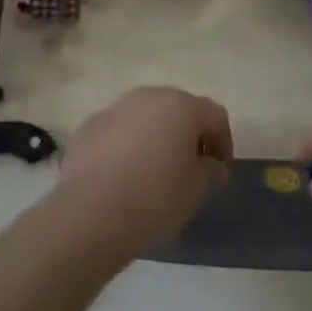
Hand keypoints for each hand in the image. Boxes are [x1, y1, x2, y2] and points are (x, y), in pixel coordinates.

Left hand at [53, 88, 231, 256]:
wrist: (91, 214)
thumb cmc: (155, 198)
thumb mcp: (196, 189)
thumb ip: (209, 170)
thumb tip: (210, 163)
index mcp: (181, 106)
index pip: (214, 116)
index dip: (223, 141)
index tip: (220, 171)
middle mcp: (148, 97)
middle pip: (178, 109)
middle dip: (188, 134)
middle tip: (191, 166)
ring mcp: (115, 108)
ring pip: (145, 117)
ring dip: (156, 136)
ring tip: (155, 170)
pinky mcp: (88, 126)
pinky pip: (118, 131)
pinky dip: (127, 145)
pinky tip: (124, 174)